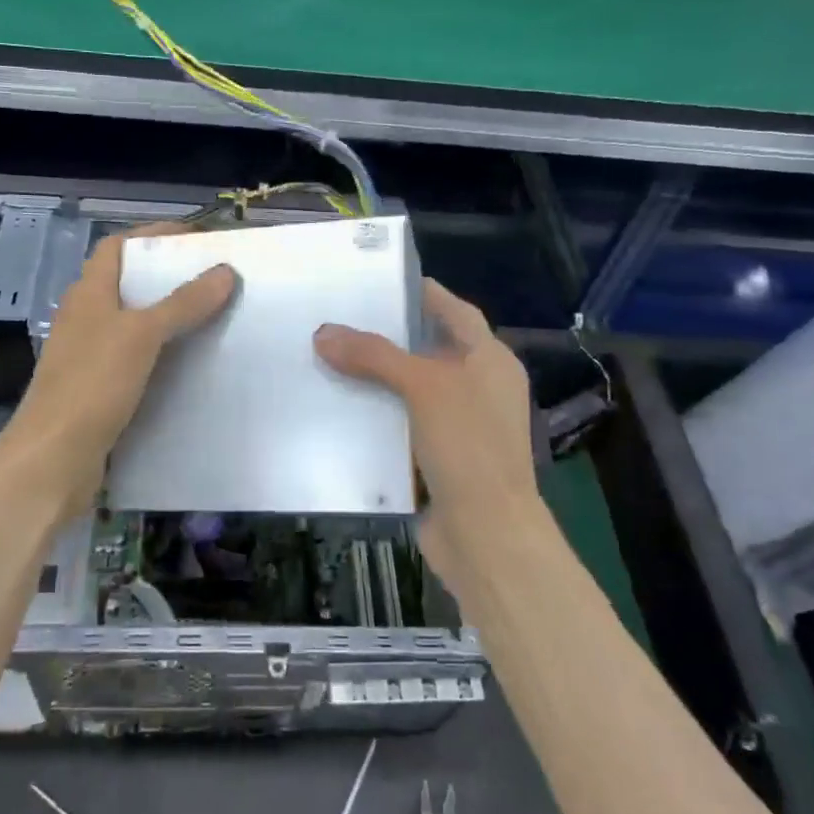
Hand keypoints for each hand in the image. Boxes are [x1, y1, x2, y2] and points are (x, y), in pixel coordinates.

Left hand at [0, 223, 235, 521]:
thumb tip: (225, 271)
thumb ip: (183, 303)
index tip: (198, 239)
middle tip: (215, 280)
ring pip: (135, 324)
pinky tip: (193, 365)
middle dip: (169, 278)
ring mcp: (90, 356)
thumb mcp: (141, 336)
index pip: (118, 247)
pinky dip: (164, 355)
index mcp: (88, 294)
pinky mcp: (99, 389)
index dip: (153, 236)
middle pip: (128, 284)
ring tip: (214, 318)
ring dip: (169, 318)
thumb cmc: (92, 385)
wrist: (53, 460)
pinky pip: (138, 360)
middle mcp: (86, 318)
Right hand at [314, 281, 539, 576]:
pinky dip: (375, 417)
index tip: (383, 280)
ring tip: (327, 358)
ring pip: (410, 392)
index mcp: (491, 361)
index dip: (424, 294)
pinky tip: (338, 409)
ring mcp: (459, 427)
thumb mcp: (425, 387)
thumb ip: (375, 355)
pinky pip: (400, 427)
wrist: (486, 534)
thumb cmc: (468, 446)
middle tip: (340, 319)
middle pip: (428, 351)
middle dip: (387, 338)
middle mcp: (478, 388)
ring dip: (375, 380)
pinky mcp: (436, 458)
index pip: (456, 312)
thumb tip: (323, 333)